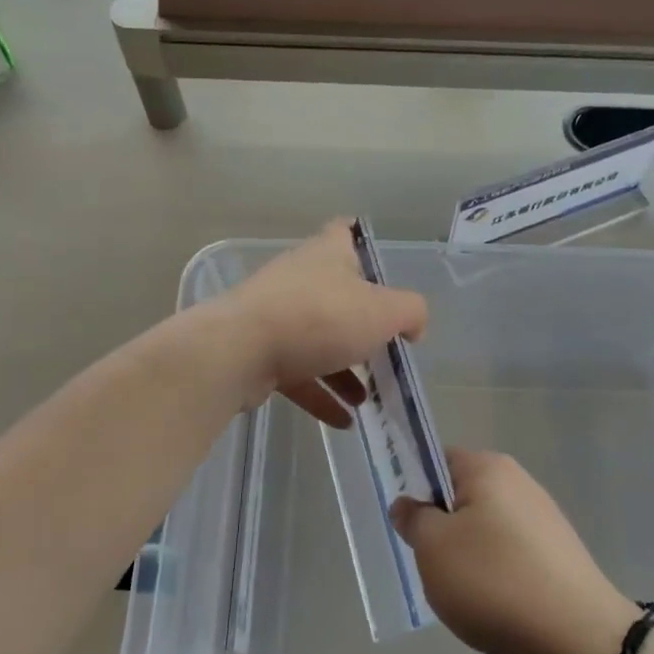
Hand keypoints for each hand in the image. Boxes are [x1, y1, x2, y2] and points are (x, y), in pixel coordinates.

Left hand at [212, 220, 427, 428]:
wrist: (239, 351)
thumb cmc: (318, 318)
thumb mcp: (382, 312)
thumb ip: (410, 313)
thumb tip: (414, 326)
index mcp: (327, 254)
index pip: (343, 232)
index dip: (359, 239)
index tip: (376, 261)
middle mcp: (299, 278)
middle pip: (337, 294)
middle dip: (362, 323)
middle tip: (386, 349)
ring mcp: (276, 316)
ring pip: (318, 340)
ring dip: (344, 369)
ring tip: (368, 399)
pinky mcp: (259, 352)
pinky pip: (298, 373)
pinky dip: (321, 394)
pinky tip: (343, 420)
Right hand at [391, 450, 642, 653]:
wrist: (577, 640)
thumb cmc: (494, 581)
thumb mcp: (434, 548)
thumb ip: (414, 520)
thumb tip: (407, 504)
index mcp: (489, 469)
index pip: (438, 459)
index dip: (415, 486)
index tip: (405, 522)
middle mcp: (519, 485)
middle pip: (461, 498)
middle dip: (440, 529)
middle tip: (429, 563)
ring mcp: (541, 523)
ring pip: (483, 532)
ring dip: (465, 559)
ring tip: (460, 594)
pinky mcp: (555, 560)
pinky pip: (508, 559)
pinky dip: (493, 580)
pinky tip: (489, 609)